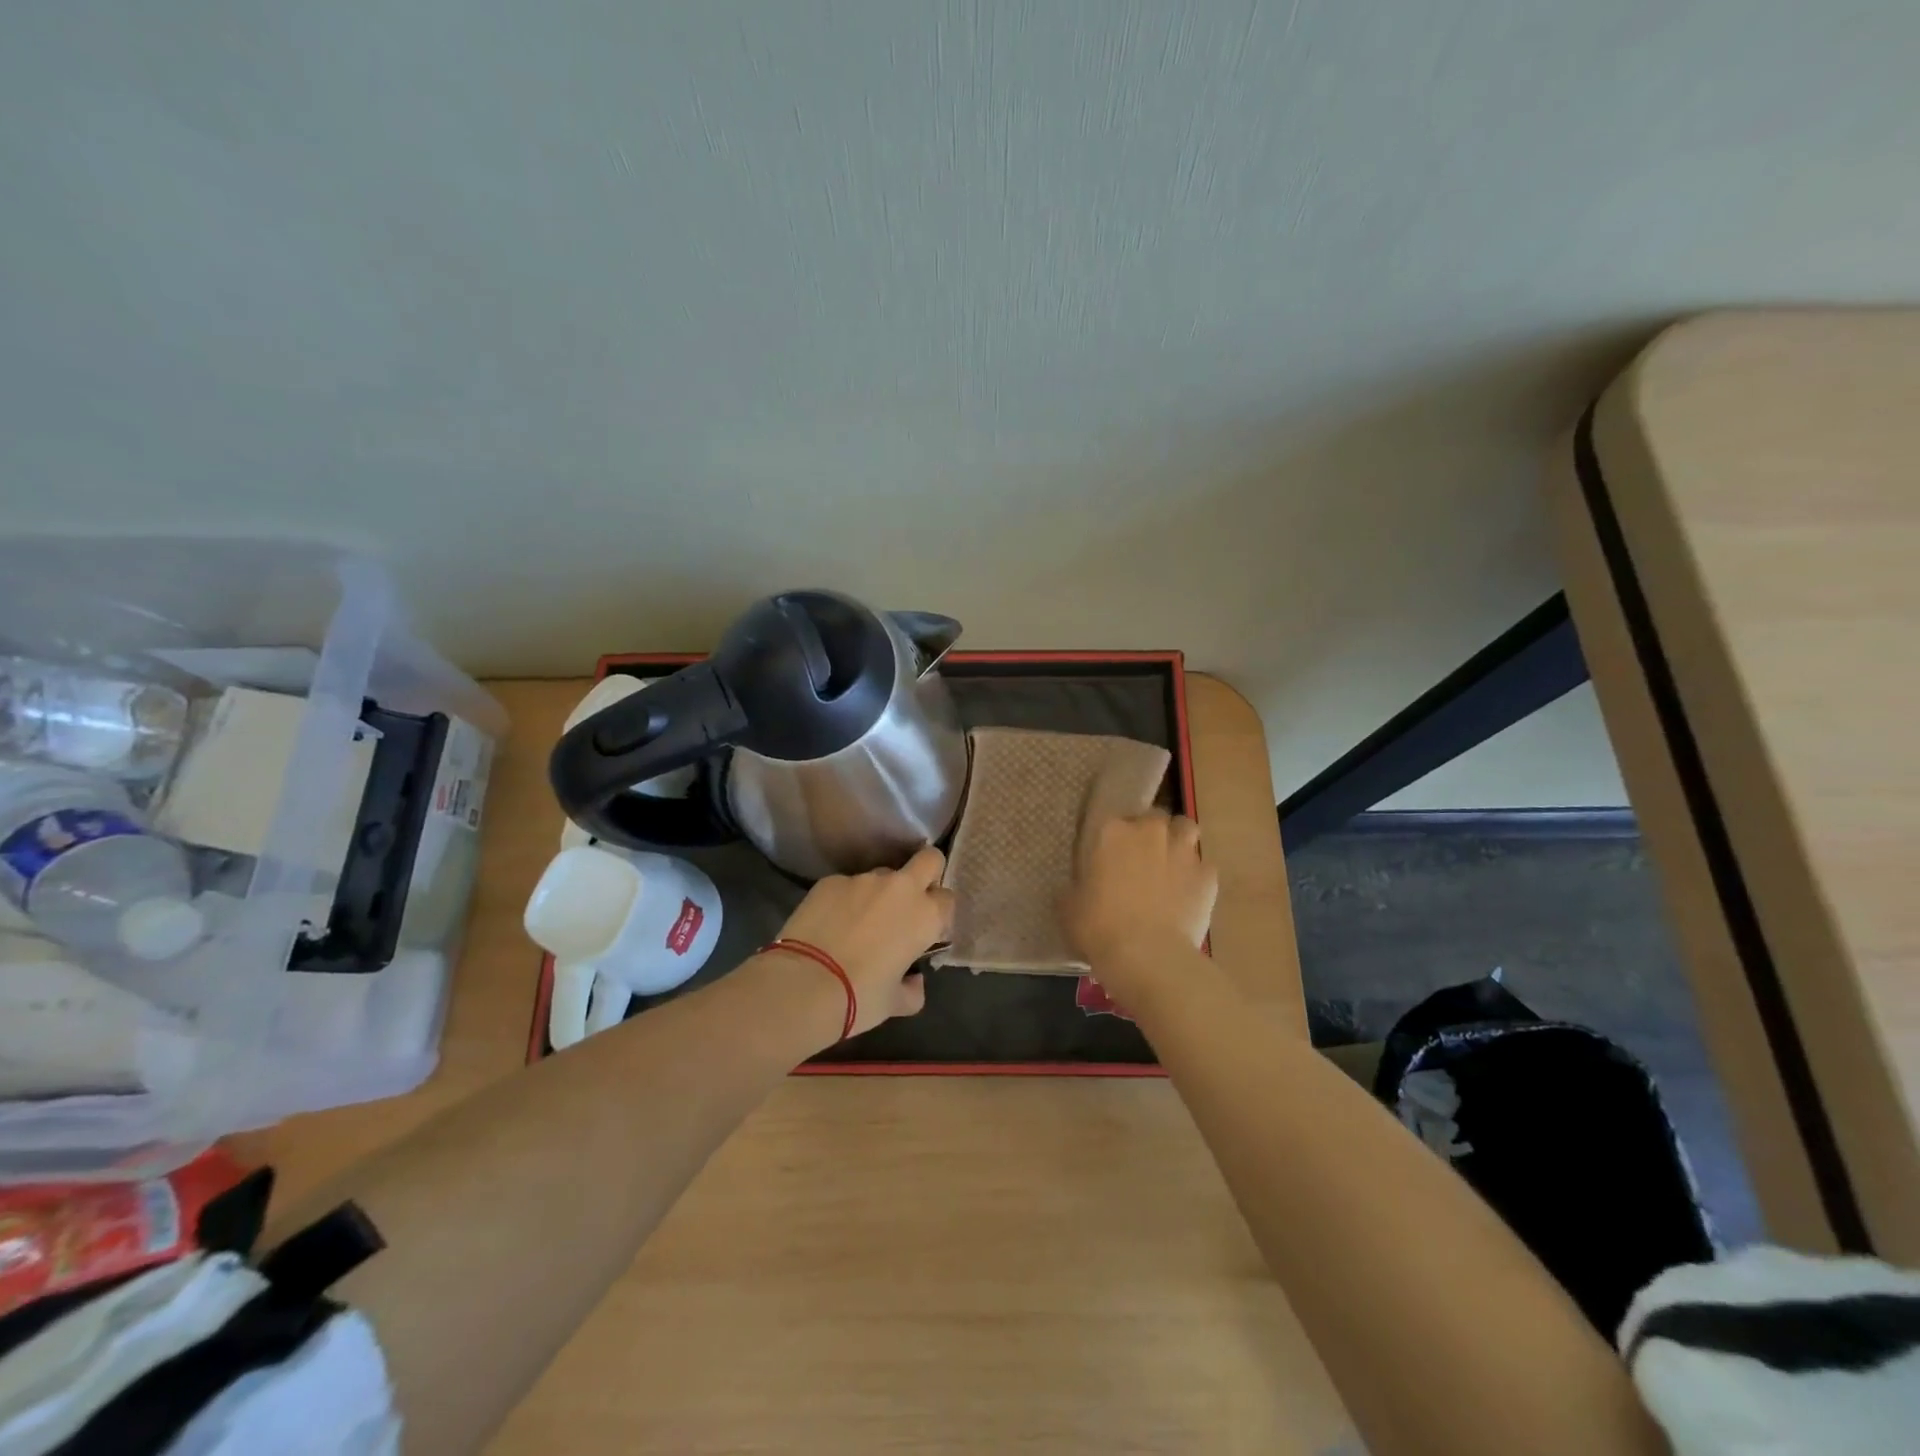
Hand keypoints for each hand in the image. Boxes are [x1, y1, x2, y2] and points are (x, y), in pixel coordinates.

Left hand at [769, 844, 955, 1036]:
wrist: (803, 986)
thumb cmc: (860, 997)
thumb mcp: (895, 1004)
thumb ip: (913, 990)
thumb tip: (914, 982)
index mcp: (925, 916)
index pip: (947, 899)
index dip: (938, 913)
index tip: (926, 930)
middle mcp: (900, 888)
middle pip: (928, 859)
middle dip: (926, 872)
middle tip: (910, 901)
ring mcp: (863, 879)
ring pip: (882, 875)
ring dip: (879, 892)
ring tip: (858, 922)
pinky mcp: (831, 880)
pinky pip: (846, 886)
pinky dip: (844, 900)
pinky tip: (829, 924)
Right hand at [1060, 813, 1217, 1000]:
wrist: (1148, 956)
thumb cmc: (1099, 927)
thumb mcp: (1069, 906)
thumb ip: (1073, 888)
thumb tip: (1075, 887)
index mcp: (1112, 831)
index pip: (1112, 816)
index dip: (1113, 835)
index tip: (1108, 853)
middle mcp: (1150, 831)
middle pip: (1153, 817)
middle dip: (1149, 832)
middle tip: (1140, 858)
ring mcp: (1183, 851)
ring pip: (1186, 829)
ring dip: (1178, 841)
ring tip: (1170, 865)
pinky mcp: (1208, 876)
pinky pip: (1203, 867)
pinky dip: (1196, 876)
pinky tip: (1187, 896)